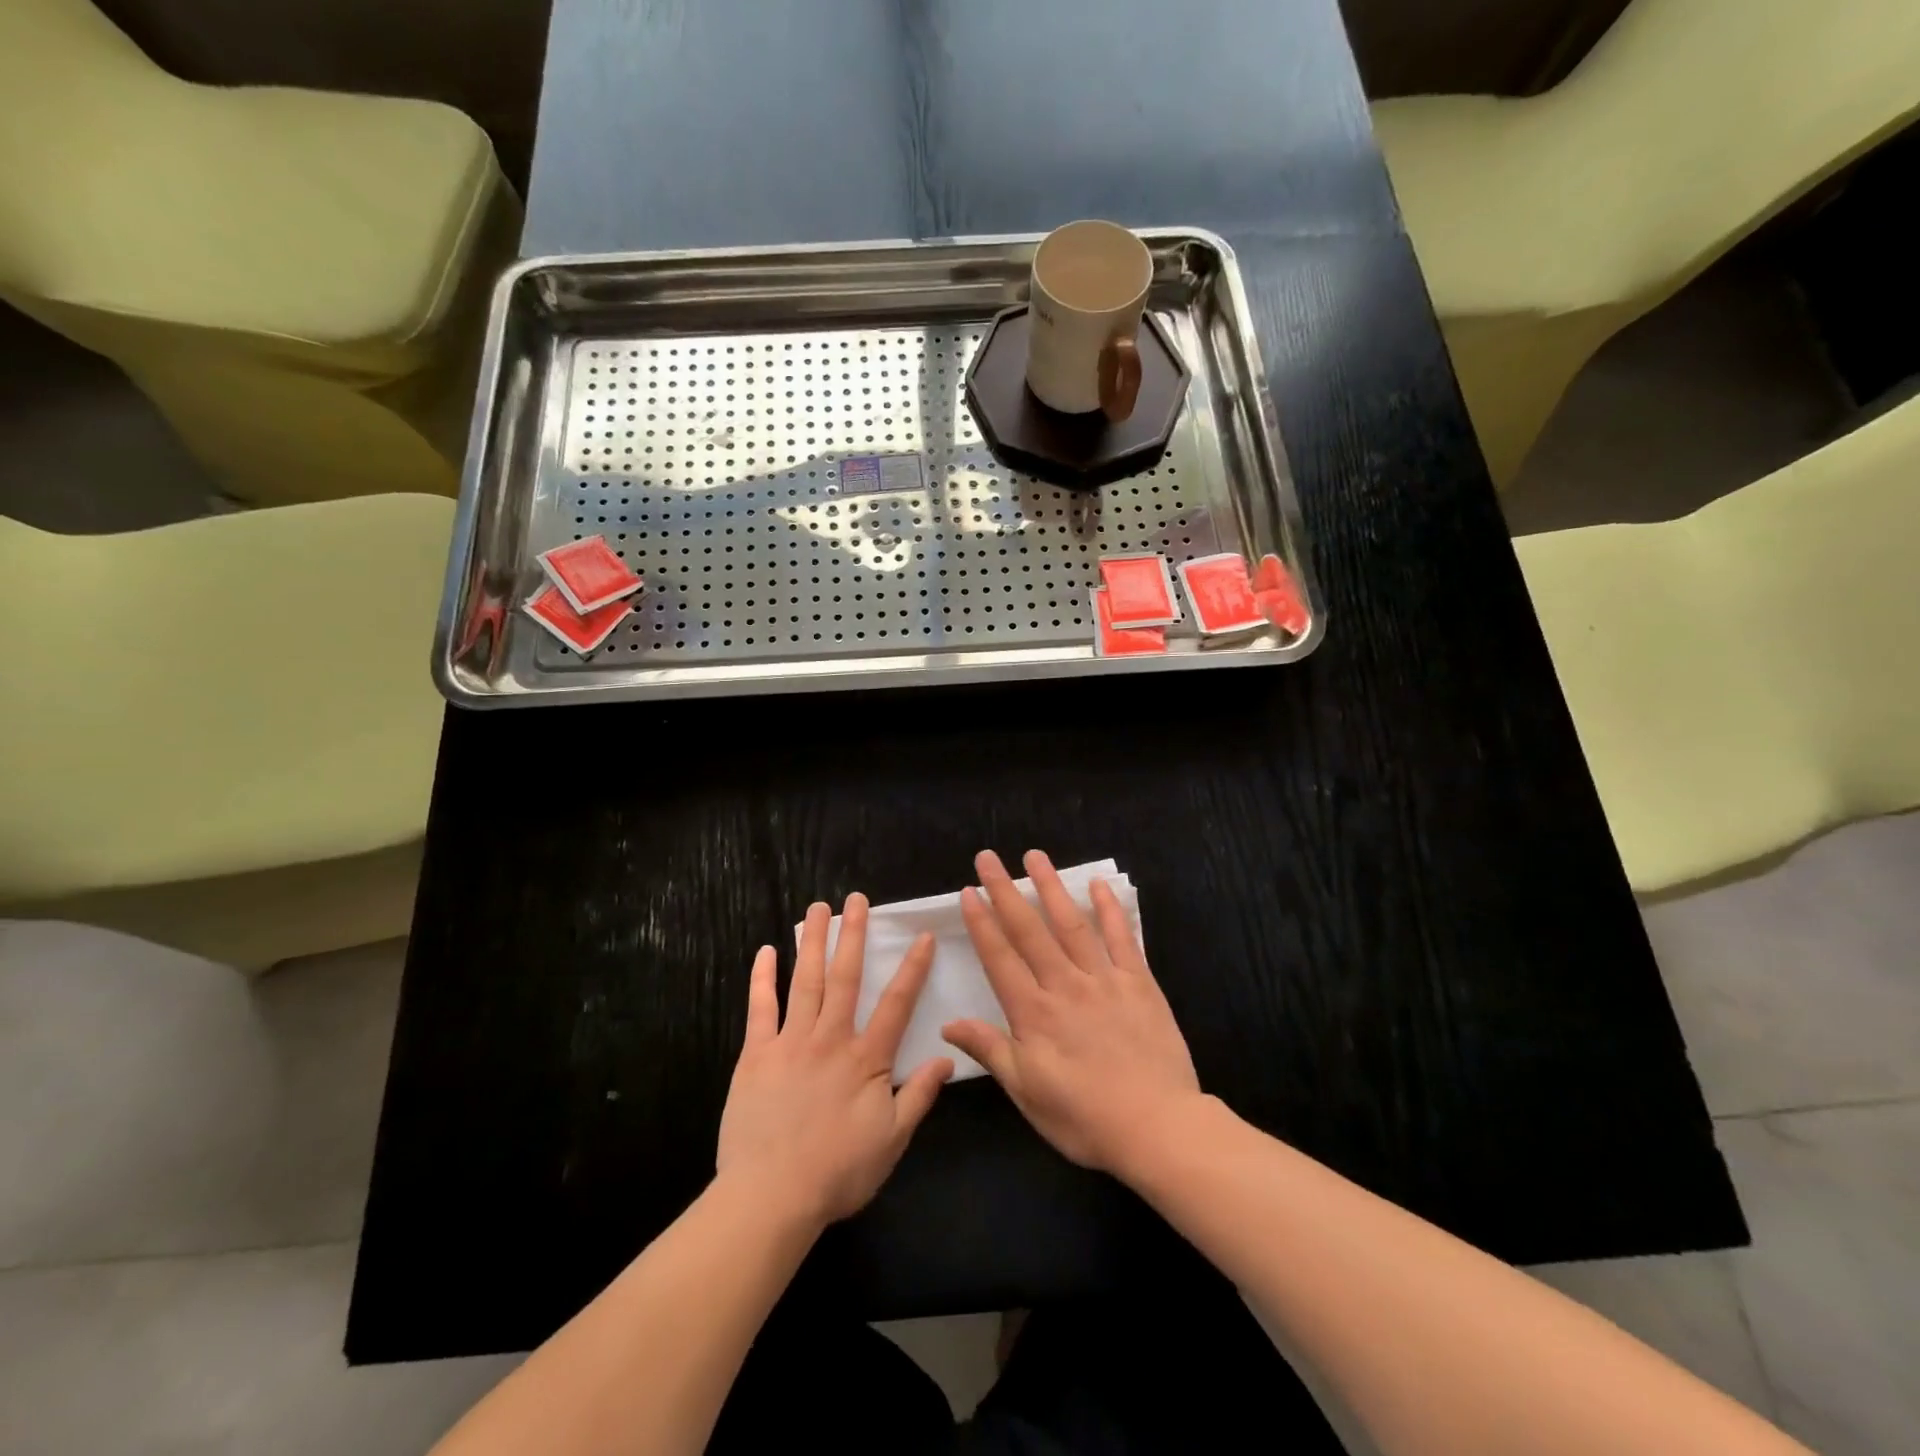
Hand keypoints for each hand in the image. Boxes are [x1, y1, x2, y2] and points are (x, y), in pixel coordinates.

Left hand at [717, 894, 953, 1227]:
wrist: (770, 1197)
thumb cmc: (837, 1172)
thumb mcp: (892, 1141)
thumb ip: (919, 1095)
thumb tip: (947, 1057)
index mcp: (866, 1058)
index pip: (896, 1003)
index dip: (912, 968)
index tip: (921, 936)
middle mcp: (830, 1038)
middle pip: (845, 977)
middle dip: (852, 935)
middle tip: (855, 899)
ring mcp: (790, 1042)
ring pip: (804, 981)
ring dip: (812, 942)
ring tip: (817, 909)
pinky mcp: (755, 1054)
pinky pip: (760, 1008)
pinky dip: (762, 978)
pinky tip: (765, 951)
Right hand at [943, 849, 1201, 1175]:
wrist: (1157, 1127)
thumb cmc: (1084, 1117)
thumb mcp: (1027, 1092)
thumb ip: (990, 1050)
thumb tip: (948, 1024)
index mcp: (1033, 1012)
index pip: (999, 957)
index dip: (982, 923)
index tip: (968, 891)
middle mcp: (1064, 985)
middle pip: (1029, 930)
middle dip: (1005, 891)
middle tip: (989, 857)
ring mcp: (1103, 980)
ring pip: (1071, 924)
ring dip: (1051, 888)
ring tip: (1035, 856)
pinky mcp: (1138, 983)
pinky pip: (1121, 938)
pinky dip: (1109, 910)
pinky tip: (1098, 885)